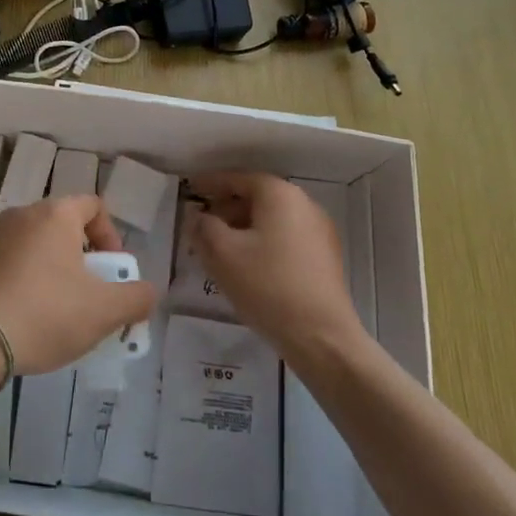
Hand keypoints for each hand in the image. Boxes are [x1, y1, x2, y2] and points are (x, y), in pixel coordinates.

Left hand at [0, 195, 155, 376]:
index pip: (93, 206)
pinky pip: (8, 263)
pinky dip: (22, 280)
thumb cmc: (45, 313)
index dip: (110, 236)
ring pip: (34, 245)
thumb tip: (147, 291)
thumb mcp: (104, 311)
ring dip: (50, 269)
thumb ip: (136, 298)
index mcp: (55, 214)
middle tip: (87, 295)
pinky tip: (23, 316)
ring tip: (55, 311)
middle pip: (63, 227)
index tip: (111, 272)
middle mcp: (21, 214)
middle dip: (81, 258)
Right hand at [187, 171, 363, 360]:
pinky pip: (286, 238)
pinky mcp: (325, 257)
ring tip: (221, 248)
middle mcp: (304, 204)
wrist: (321, 337)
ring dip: (244, 227)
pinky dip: (263, 242)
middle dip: (227, 208)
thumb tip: (198, 216)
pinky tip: (248, 265)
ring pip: (272, 219)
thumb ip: (203, 227)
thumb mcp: (222, 254)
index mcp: (279, 194)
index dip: (211, 183)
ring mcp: (319, 231)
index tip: (190, 190)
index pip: (238, 178)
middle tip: (202, 224)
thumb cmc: (267, 286)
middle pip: (257, 197)